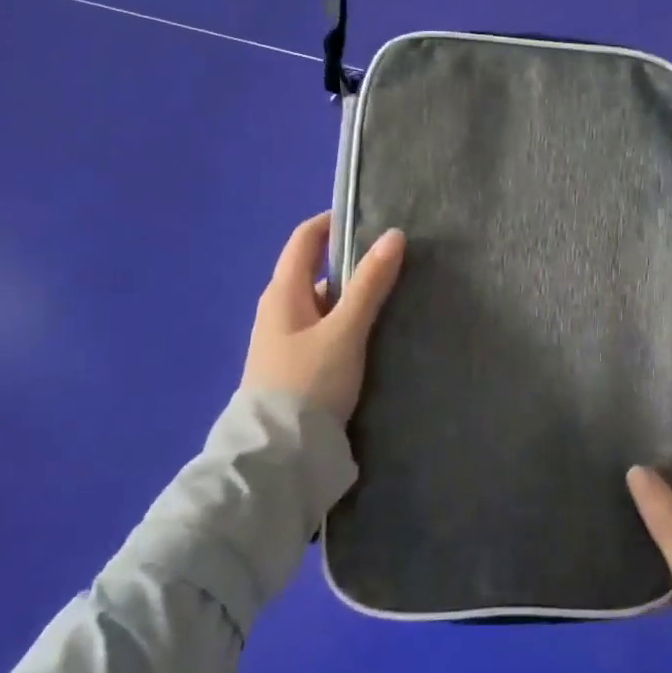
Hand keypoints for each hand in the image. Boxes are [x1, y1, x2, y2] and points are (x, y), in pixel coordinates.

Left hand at [241, 214, 404, 422]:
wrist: (278, 454)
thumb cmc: (309, 382)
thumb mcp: (345, 330)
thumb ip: (370, 284)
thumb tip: (393, 235)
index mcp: (283, 292)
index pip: (305, 239)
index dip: (332, 222)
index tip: (369, 218)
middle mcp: (277, 308)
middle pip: (316, 271)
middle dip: (352, 264)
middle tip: (393, 265)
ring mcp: (282, 339)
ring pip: (322, 304)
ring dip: (351, 298)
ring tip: (391, 302)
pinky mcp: (292, 365)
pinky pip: (322, 329)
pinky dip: (344, 323)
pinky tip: (369, 337)